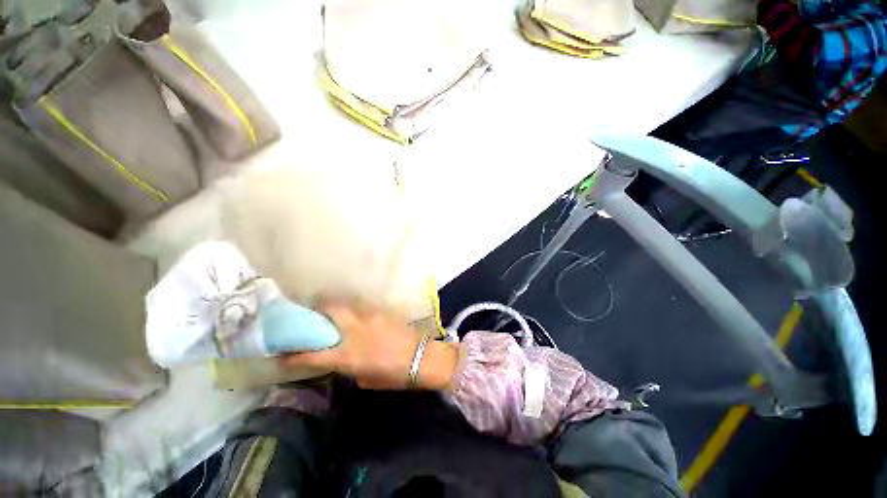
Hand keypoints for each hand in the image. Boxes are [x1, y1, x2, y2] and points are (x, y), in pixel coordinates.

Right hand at [280, 301, 458, 390]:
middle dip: (312, 311)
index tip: (280, 355)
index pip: (311, 354)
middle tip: (306, 315)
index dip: (291, 356)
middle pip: (326, 313)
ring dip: (331, 305)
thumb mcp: (365, 378)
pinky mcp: (381, 310)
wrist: (422, 356)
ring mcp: (368, 316)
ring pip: (343, 303)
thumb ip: (348, 367)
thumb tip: (340, 358)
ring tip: (326, 308)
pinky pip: (360, 304)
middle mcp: (354, 331)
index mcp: (347, 355)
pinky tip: (351, 309)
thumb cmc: (394, 374)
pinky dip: (350, 305)